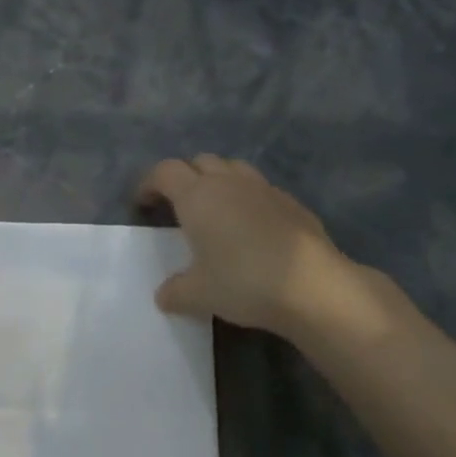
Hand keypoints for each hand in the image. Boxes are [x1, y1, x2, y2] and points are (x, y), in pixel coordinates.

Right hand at [138, 155, 389, 339]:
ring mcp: (265, 189)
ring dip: (218, 181)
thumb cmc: (243, 282)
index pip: (165, 172)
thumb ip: (175, 291)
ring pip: (233, 169)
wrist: (312, 286)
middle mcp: (229, 183)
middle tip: (178, 206)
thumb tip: (164, 295)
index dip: (149, 183)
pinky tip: (251, 228)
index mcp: (198, 196)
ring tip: (215, 210)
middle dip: (185, 177)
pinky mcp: (292, 203)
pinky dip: (248, 200)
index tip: (143, 203)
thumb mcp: (198, 295)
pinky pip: (261, 190)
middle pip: (200, 162)